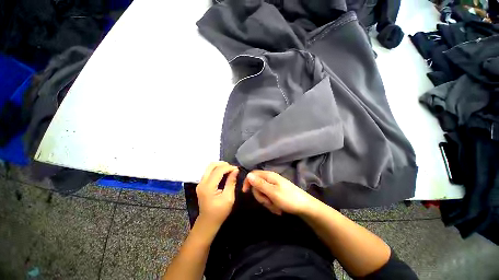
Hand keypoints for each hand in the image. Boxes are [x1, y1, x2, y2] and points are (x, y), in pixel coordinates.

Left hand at [196, 162, 238, 228]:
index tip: (237, 169)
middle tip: (232, 168)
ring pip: (209, 167)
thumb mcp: (228, 198)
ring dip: (219, 166)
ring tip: (229, 169)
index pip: (218, 170)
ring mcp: (200, 183)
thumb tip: (235, 170)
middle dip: (223, 164)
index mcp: (208, 187)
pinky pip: (208, 172)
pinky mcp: (201, 184)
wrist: (207, 222)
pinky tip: (223, 173)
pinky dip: (216, 170)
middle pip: (211, 165)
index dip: (228, 167)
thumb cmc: (220, 212)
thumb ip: (231, 182)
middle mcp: (202, 183)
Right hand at [242, 170, 315, 215]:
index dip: (248, 182)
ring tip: (276, 207)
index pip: (253, 174)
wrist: (305, 207)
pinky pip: (269, 198)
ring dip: (267, 202)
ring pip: (263, 193)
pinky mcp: (277, 192)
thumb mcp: (272, 192)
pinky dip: (272, 204)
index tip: (245, 192)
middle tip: (268, 202)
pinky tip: (278, 208)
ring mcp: (274, 186)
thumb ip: (259, 184)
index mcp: (269, 176)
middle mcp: (271, 179)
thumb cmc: (289, 199)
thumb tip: (248, 175)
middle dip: (261, 196)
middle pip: (257, 186)